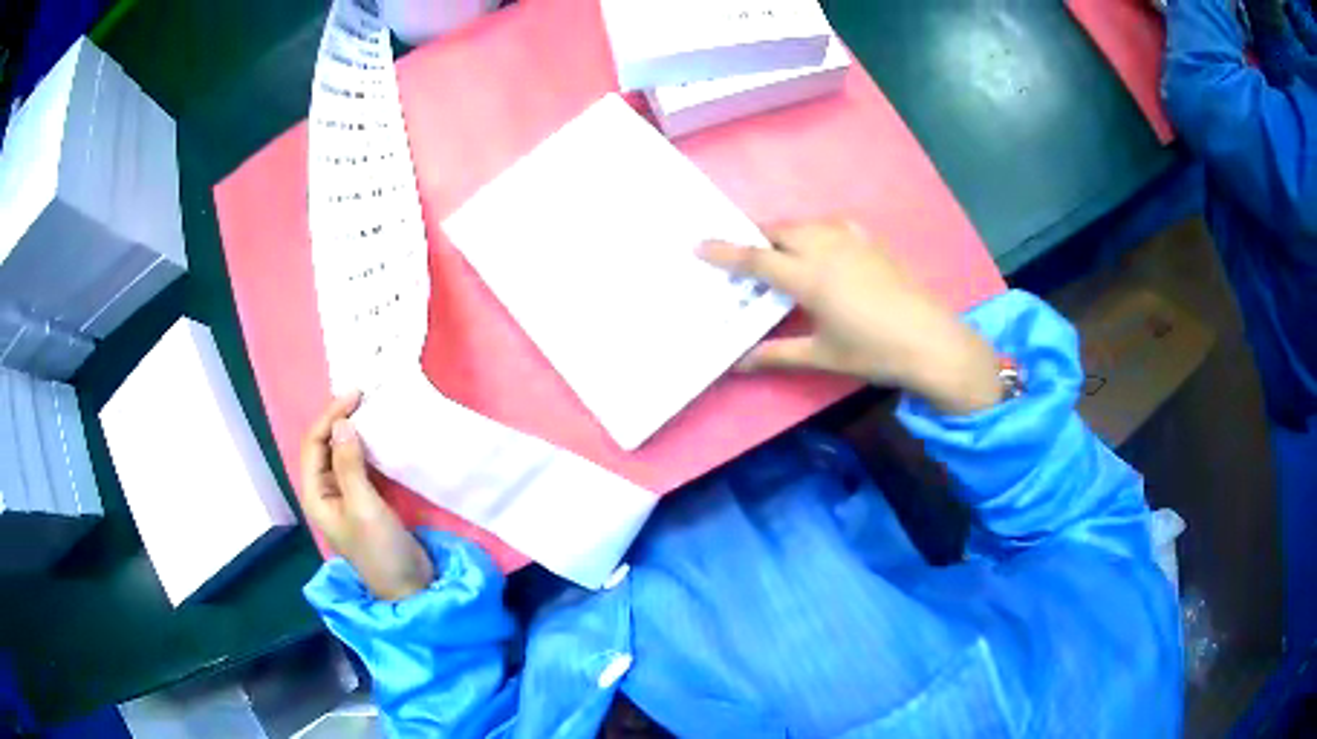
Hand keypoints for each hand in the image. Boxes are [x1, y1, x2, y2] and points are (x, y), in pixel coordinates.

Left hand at [300, 392, 433, 599]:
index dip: (331, 417)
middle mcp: (325, 491)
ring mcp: (345, 495)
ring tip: (372, 410)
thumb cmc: (381, 550)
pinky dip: (367, 447)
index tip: (356, 396)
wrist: (410, 587)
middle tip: (365, 397)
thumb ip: (350, 465)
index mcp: (315, 494)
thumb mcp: (364, 506)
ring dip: (354, 431)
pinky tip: (381, 437)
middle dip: (340, 419)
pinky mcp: (364, 499)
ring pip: (342, 453)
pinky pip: (359, 464)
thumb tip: (343, 423)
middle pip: (325, 445)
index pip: (314, 444)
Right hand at [701, 219, 1001, 414]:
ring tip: (778, 249)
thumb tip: (737, 364)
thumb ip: (776, 355)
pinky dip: (817, 230)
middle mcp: (825, 249)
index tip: (699, 244)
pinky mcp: (871, 242)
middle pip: (779, 230)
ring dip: (785, 231)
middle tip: (742, 253)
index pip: (756, 258)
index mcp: (808, 277)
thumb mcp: (821, 356)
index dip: (725, 251)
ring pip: (806, 223)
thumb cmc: (872, 351)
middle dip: (756, 237)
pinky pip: (834, 225)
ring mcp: (851, 241)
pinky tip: (822, 245)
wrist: (929, 340)